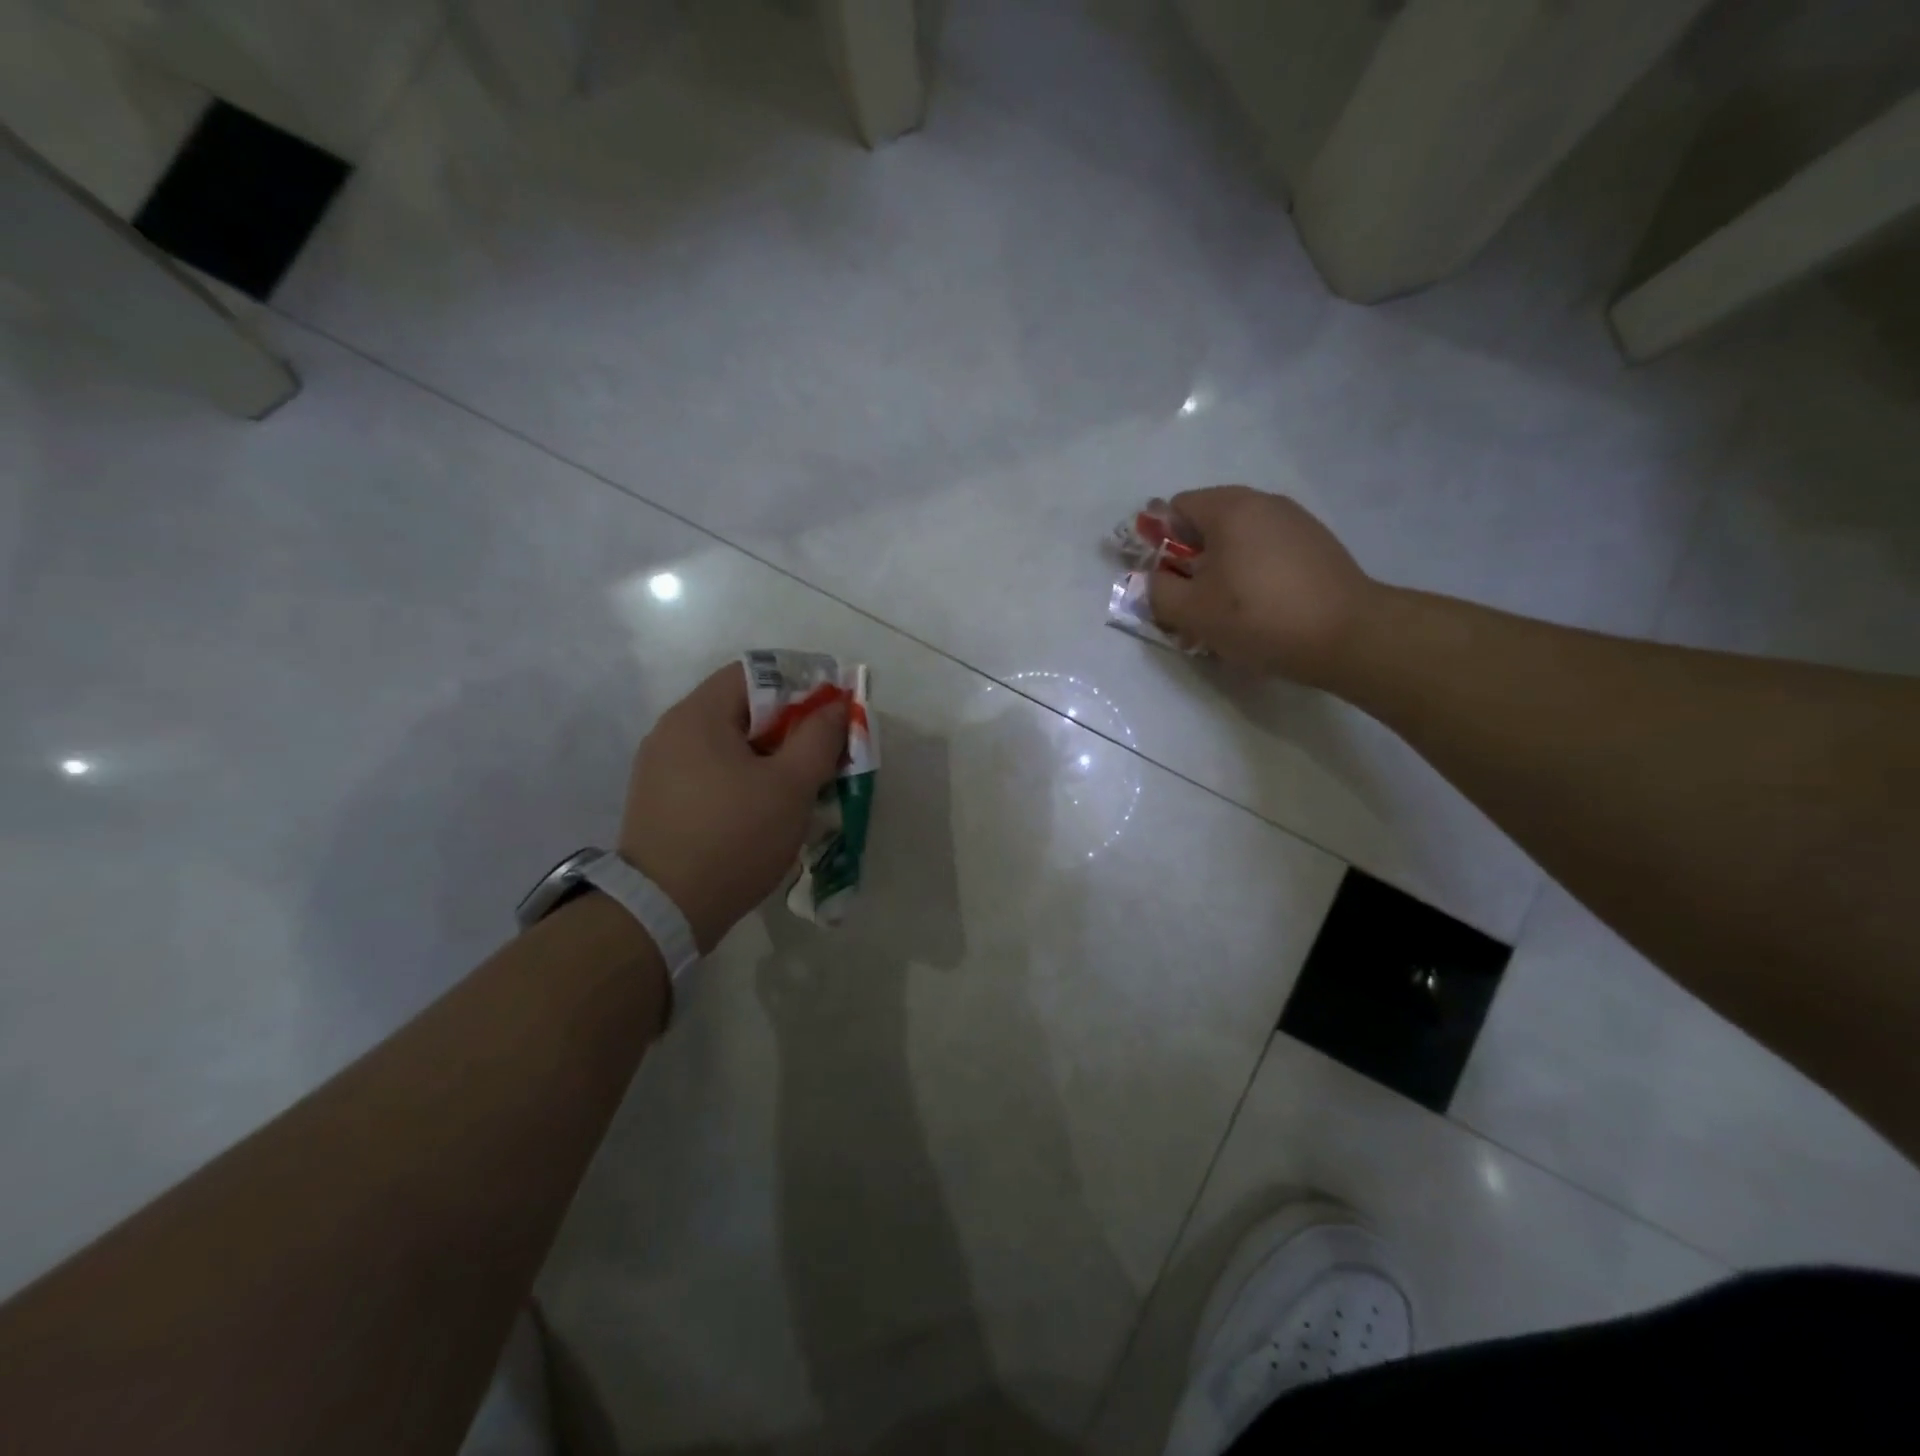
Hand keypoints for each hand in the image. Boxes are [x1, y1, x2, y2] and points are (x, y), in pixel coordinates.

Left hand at [618, 664, 846, 951]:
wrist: (663, 910)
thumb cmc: (734, 837)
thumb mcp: (790, 786)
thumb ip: (819, 737)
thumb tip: (837, 705)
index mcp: (698, 715)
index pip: (754, 673)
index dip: (800, 686)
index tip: (831, 715)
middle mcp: (672, 731)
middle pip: (742, 709)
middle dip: (789, 727)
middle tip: (824, 755)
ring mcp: (660, 767)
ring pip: (729, 744)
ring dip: (769, 757)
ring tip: (800, 787)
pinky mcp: (660, 800)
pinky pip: (711, 772)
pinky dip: (743, 779)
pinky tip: (764, 810)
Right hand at [1147, 486, 1378, 686]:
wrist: (1347, 635)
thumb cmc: (1259, 616)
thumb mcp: (1192, 611)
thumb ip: (1158, 591)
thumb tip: (1154, 579)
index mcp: (1230, 507)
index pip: (1175, 507)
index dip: (1159, 542)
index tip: (1163, 579)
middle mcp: (1264, 502)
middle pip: (1208, 523)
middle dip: (1190, 560)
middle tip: (1190, 602)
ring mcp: (1296, 522)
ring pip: (1239, 541)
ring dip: (1222, 570)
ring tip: (1226, 612)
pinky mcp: (1317, 546)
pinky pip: (1267, 552)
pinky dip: (1253, 574)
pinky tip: (1260, 609)